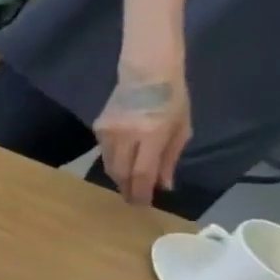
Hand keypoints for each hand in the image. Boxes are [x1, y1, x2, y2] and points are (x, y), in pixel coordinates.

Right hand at [93, 68, 192, 204]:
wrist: (146, 74)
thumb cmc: (172, 99)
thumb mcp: (182, 129)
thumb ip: (170, 158)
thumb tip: (163, 185)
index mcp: (152, 135)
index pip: (142, 172)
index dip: (141, 192)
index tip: (142, 205)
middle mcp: (126, 136)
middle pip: (120, 172)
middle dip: (127, 188)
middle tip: (133, 201)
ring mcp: (108, 132)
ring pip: (109, 164)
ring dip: (119, 178)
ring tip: (127, 186)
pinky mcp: (97, 128)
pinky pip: (104, 152)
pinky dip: (113, 162)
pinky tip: (121, 165)